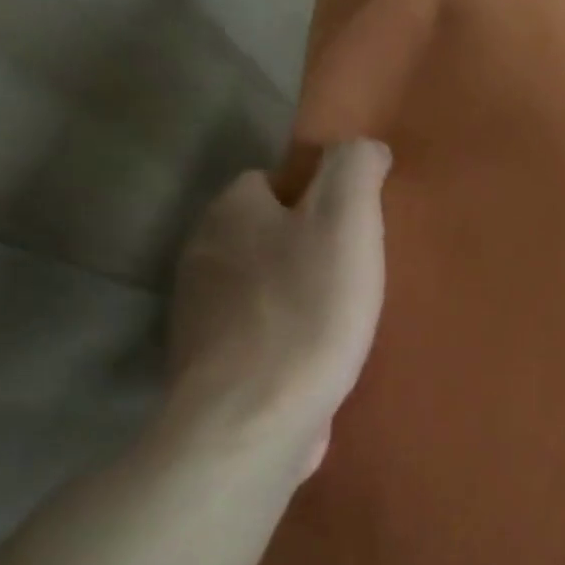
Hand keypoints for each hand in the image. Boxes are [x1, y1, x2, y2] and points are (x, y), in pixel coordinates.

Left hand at [165, 140, 389, 477]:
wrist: (255, 418)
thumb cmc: (308, 310)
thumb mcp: (347, 221)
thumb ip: (355, 169)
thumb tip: (365, 146)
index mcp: (230, 212)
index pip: (268, 180)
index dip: (314, 197)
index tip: (352, 229)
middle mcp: (202, 255)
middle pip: (263, 234)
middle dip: (304, 247)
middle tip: (354, 274)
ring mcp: (199, 315)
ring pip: (258, 285)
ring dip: (294, 295)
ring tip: (340, 320)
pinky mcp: (209, 366)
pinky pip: (255, 333)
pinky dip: (282, 338)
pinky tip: (313, 358)